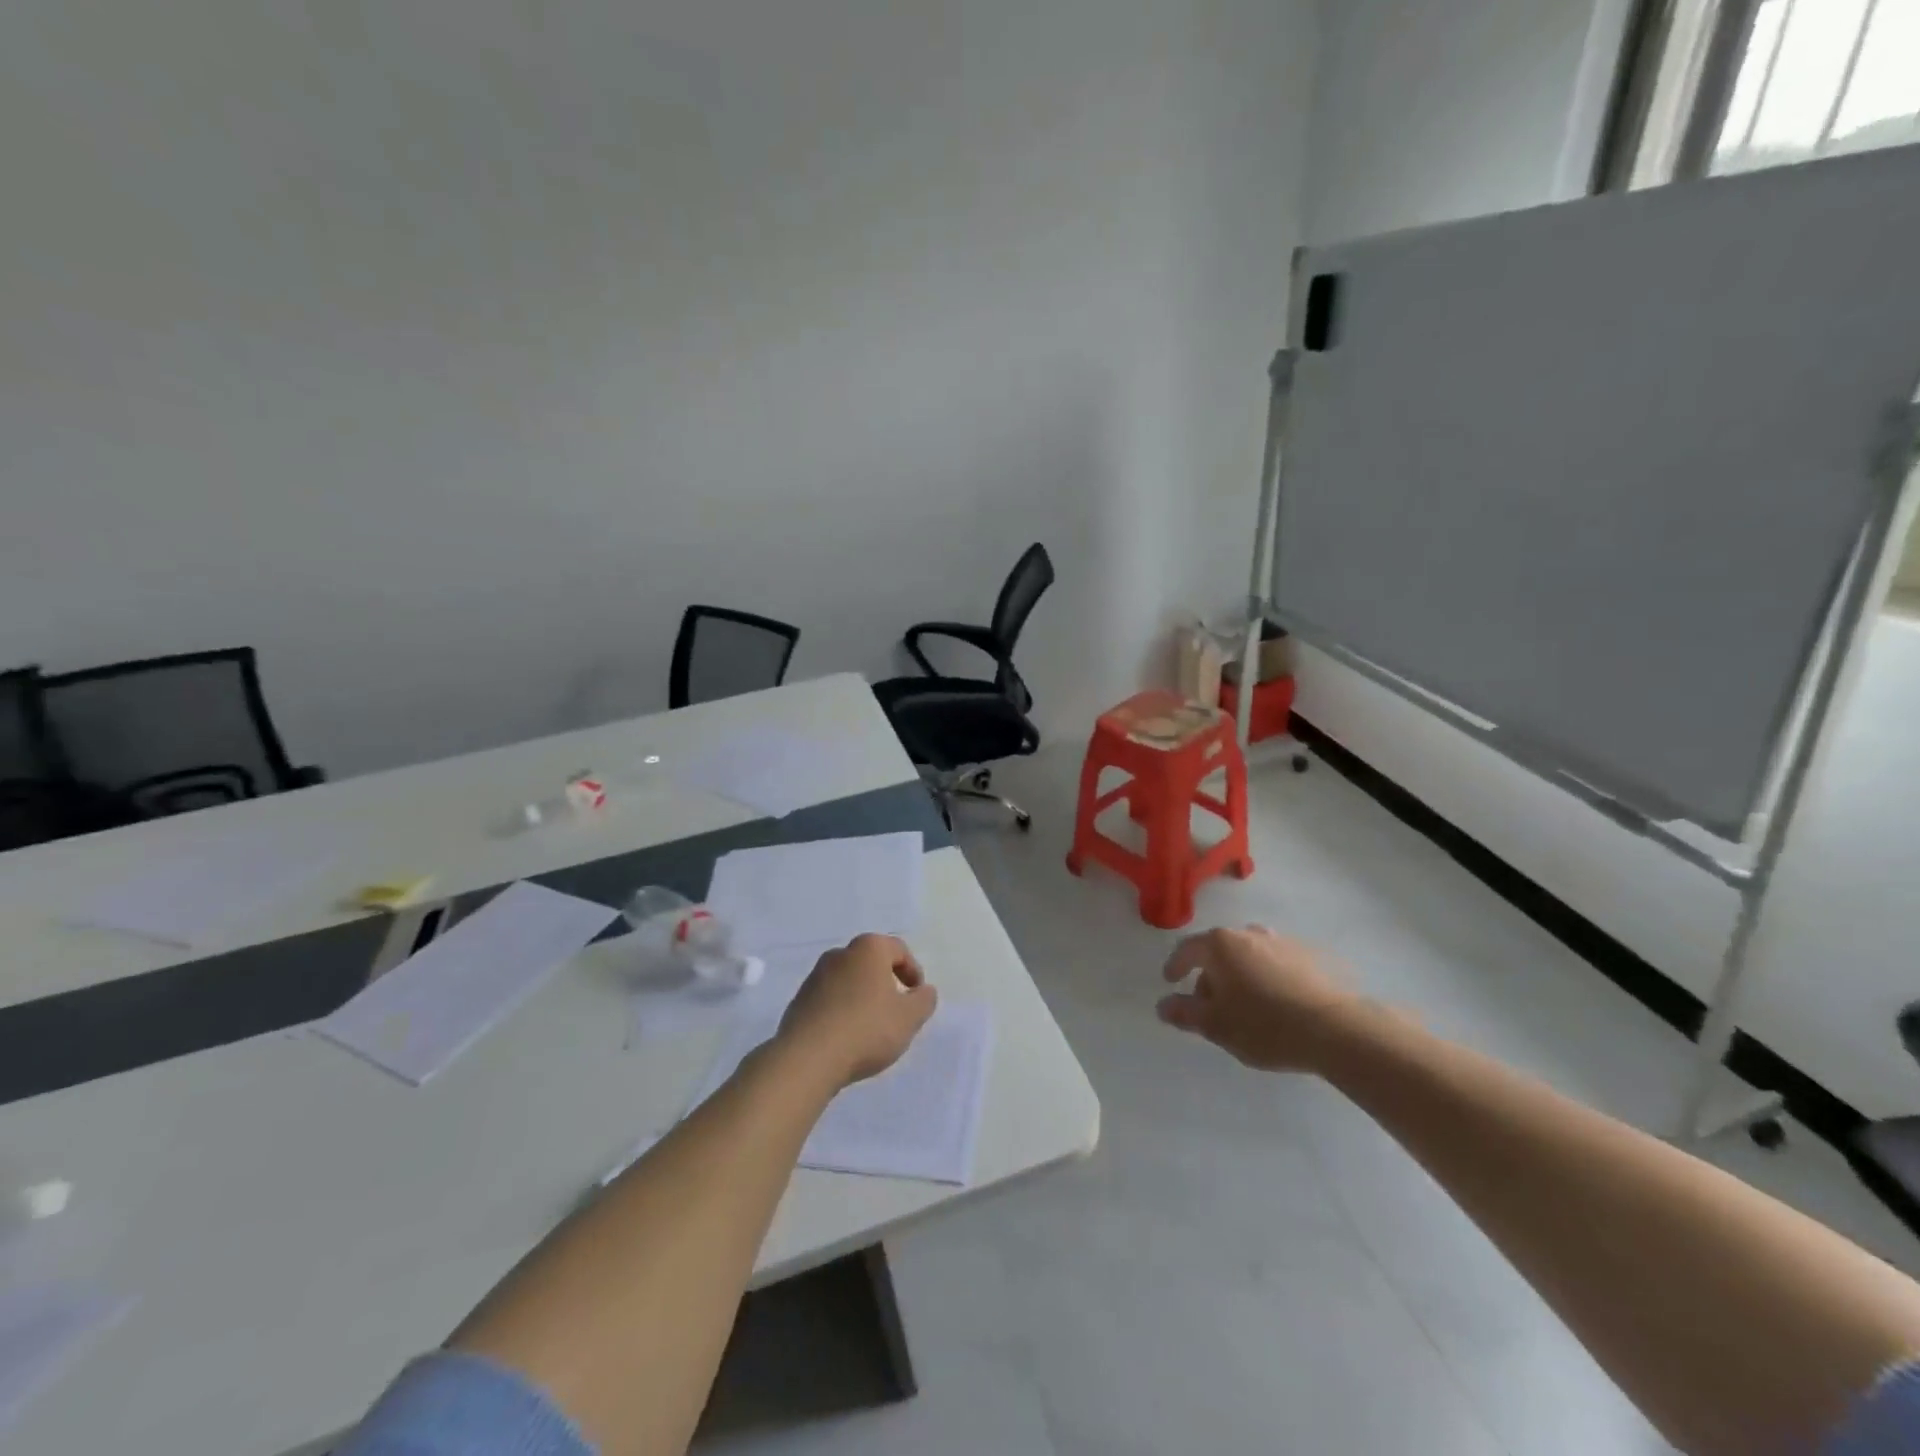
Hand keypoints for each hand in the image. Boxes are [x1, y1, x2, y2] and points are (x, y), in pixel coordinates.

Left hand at [777, 934, 937, 1087]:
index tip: (917, 996)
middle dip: (886, 982)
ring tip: (871, 1027)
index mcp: (868, 949)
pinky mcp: (799, 1000)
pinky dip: (842, 1010)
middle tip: (896, 1010)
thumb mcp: (909, 1018)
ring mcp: (815, 976)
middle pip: (871, 962)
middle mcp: (840, 954)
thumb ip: (924, 1001)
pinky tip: (846, 1036)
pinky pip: (829, 999)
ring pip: (848, 980)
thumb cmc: (866, 1029)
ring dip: (862, 996)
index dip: (913, 971)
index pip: (898, 949)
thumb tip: (924, 991)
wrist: (807, 1058)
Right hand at [1157, 925, 1360, 1072]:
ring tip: (1245, 1006)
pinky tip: (1276, 1003)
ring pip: (1248, 956)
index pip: (1187, 949)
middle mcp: (1248, 933)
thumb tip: (1163, 1005)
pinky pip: (1275, 963)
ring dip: (1240, 975)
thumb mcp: (1216, 1025)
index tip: (1170, 981)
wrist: (1335, 1029)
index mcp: (1220, 945)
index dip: (1175, 965)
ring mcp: (1281, 942)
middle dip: (1210, 976)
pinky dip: (1267, 977)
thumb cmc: (1264, 1025)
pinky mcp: (1310, 956)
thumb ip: (1185, 1013)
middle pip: (1218, 951)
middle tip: (1211, 1006)